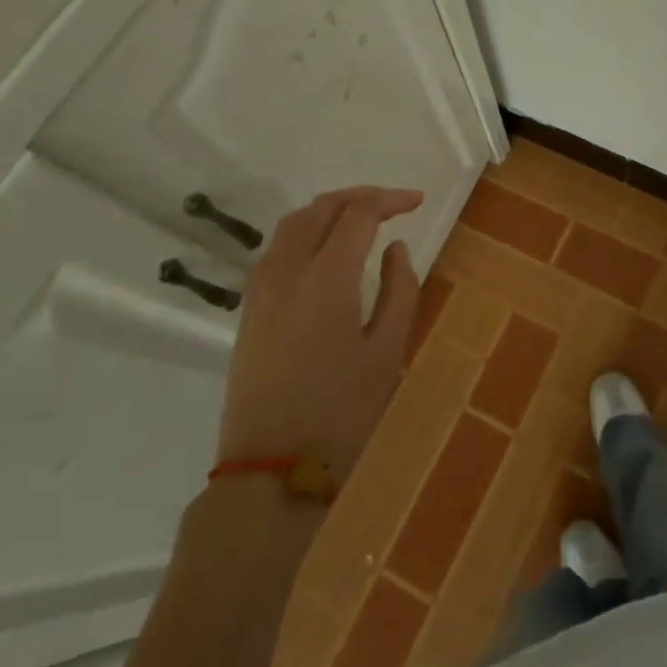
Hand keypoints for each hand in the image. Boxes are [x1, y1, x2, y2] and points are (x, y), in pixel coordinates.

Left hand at [216, 185, 424, 471]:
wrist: (271, 469)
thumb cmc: (342, 412)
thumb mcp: (387, 351)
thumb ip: (399, 290)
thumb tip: (395, 248)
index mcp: (326, 278)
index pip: (358, 215)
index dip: (390, 200)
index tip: (417, 202)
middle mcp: (287, 271)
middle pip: (320, 209)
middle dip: (358, 197)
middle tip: (392, 204)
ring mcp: (261, 290)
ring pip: (291, 225)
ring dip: (327, 211)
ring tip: (359, 219)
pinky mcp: (248, 310)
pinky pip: (275, 250)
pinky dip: (303, 233)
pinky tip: (323, 252)